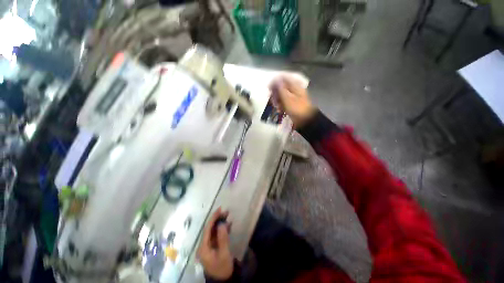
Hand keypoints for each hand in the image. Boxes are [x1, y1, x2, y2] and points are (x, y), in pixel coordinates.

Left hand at [197, 208, 233, 279]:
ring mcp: (208, 247)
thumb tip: (221, 224)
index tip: (219, 209)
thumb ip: (222, 238)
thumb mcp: (224, 254)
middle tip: (226, 211)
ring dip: (220, 223)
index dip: (213, 218)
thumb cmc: (222, 268)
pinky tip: (228, 225)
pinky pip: (217, 236)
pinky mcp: (213, 248)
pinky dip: (222, 230)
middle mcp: (204, 245)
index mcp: (203, 247)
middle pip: (210, 229)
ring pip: (213, 231)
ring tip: (228, 216)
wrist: (223, 281)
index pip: (207, 229)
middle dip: (217, 219)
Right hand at [270, 76, 315, 127]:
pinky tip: (279, 110)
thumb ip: (280, 88)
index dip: (275, 82)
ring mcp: (293, 97)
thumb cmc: (296, 108)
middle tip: (272, 100)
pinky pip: (284, 102)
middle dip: (275, 93)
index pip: (283, 78)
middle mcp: (294, 89)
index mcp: (294, 85)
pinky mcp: (292, 104)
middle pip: (282, 87)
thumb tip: (276, 79)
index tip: (269, 88)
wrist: (305, 120)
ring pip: (282, 95)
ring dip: (277, 100)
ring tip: (276, 107)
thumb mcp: (287, 98)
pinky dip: (281, 105)